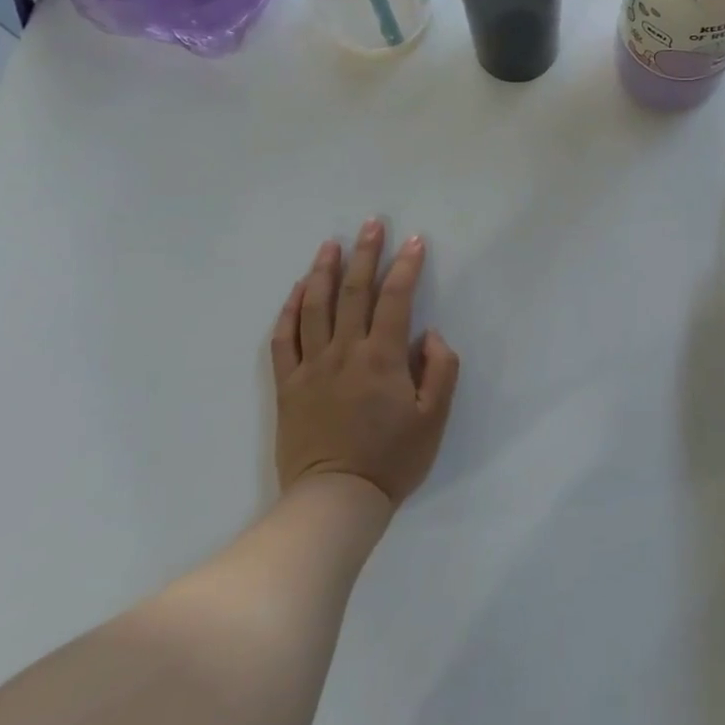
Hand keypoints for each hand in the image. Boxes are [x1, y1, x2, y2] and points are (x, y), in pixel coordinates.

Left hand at [270, 219, 459, 505]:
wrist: (336, 500)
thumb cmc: (392, 459)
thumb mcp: (434, 419)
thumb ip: (440, 370)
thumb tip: (429, 334)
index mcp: (383, 358)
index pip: (396, 299)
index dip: (406, 266)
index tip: (414, 241)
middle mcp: (345, 352)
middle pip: (354, 292)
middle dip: (365, 254)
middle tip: (371, 224)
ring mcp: (311, 367)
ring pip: (315, 307)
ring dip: (324, 271)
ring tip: (331, 243)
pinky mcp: (288, 385)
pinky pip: (283, 339)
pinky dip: (290, 310)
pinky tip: (297, 290)